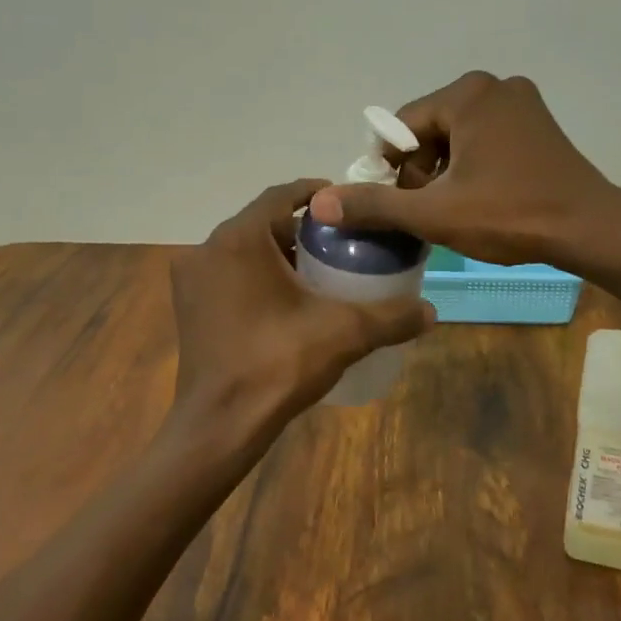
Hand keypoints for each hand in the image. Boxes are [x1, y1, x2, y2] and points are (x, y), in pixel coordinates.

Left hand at [170, 179, 434, 448]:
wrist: (219, 425)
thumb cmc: (277, 364)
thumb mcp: (344, 333)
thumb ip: (391, 317)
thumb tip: (431, 312)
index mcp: (240, 239)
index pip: (282, 195)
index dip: (317, 195)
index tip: (347, 206)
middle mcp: (208, 249)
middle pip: (262, 222)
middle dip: (301, 229)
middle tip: (340, 243)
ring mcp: (192, 279)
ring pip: (243, 249)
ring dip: (278, 253)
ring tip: (320, 271)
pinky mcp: (188, 307)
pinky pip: (228, 274)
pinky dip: (256, 275)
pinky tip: (286, 300)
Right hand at [309, 72, 620, 268]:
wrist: (591, 229)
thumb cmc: (511, 216)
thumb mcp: (435, 214)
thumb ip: (376, 205)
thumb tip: (320, 202)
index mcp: (468, 94)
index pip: (404, 126)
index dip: (393, 169)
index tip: (400, 206)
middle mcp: (495, 86)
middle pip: (432, 129)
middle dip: (422, 171)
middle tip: (431, 212)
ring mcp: (522, 103)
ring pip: (460, 136)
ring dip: (447, 172)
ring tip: (456, 211)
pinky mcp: (539, 124)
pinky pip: (487, 139)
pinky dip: (475, 166)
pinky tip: (484, 198)